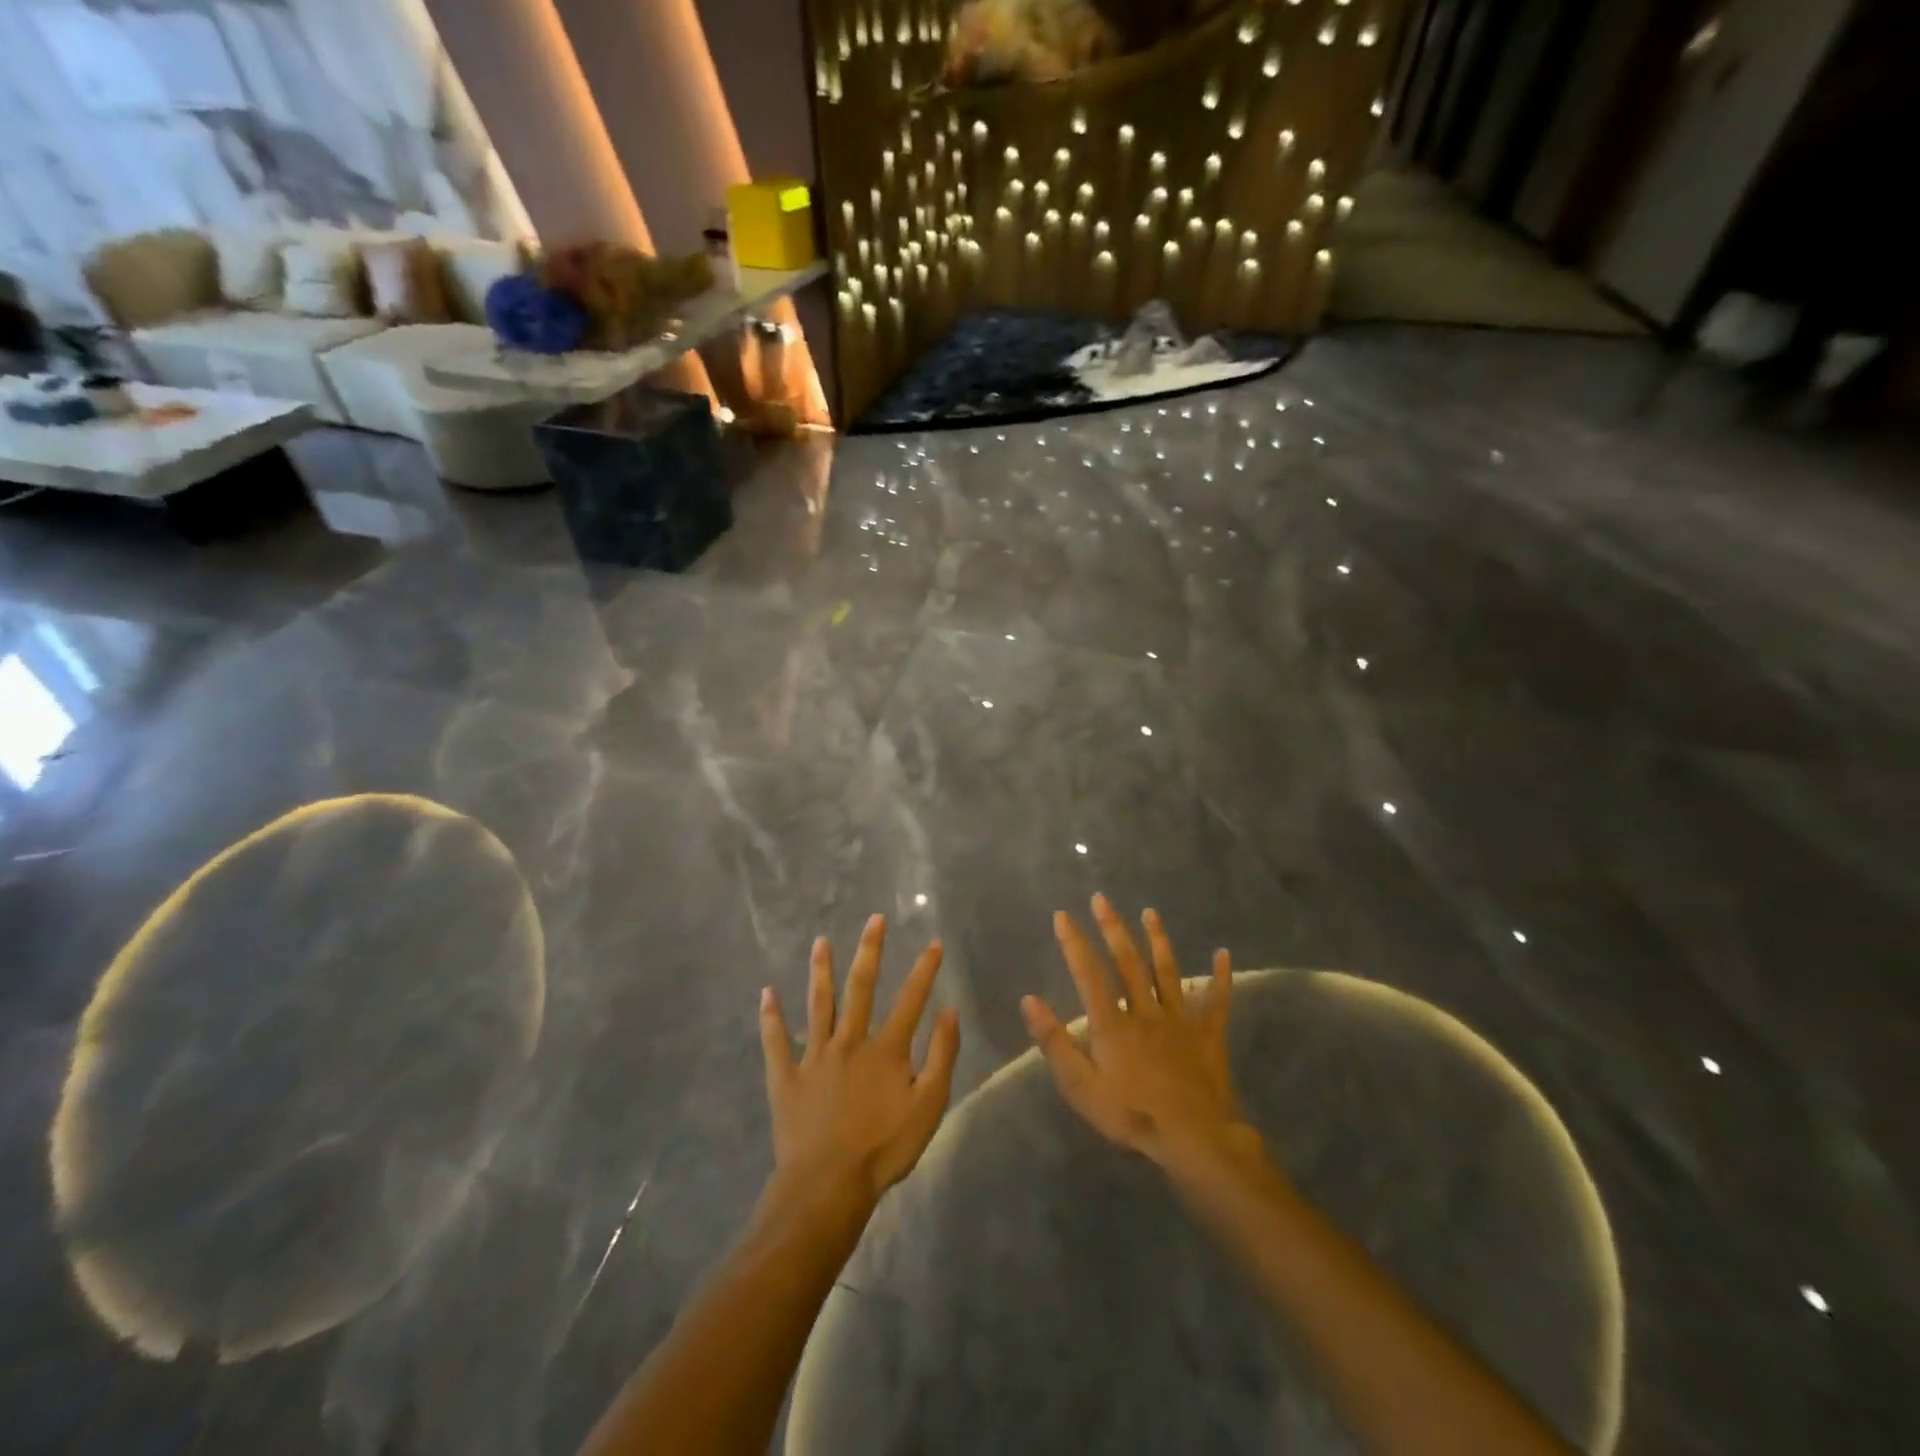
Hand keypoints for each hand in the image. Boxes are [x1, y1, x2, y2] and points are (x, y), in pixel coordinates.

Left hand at [759, 915, 960, 1210]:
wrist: (828, 1185)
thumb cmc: (884, 1148)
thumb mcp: (928, 1106)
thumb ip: (941, 1056)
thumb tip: (949, 1011)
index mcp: (886, 1049)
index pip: (910, 1000)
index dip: (924, 970)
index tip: (933, 942)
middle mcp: (849, 1041)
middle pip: (860, 988)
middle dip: (870, 951)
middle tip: (874, 920)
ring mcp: (814, 1057)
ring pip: (818, 1004)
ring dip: (820, 971)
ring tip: (820, 942)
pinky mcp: (786, 1077)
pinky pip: (776, 1042)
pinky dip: (771, 1017)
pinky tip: (766, 993)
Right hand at [1022, 895, 1250, 1174]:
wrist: (1194, 1139)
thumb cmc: (1131, 1115)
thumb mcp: (1081, 1087)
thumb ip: (1054, 1042)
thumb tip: (1029, 1000)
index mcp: (1112, 1023)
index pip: (1089, 974)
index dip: (1074, 943)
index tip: (1063, 915)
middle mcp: (1145, 1010)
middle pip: (1128, 962)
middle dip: (1113, 928)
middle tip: (1102, 898)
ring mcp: (1180, 1019)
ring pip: (1167, 971)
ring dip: (1158, 940)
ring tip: (1150, 912)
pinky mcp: (1208, 1034)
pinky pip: (1216, 1001)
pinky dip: (1220, 977)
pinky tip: (1223, 953)